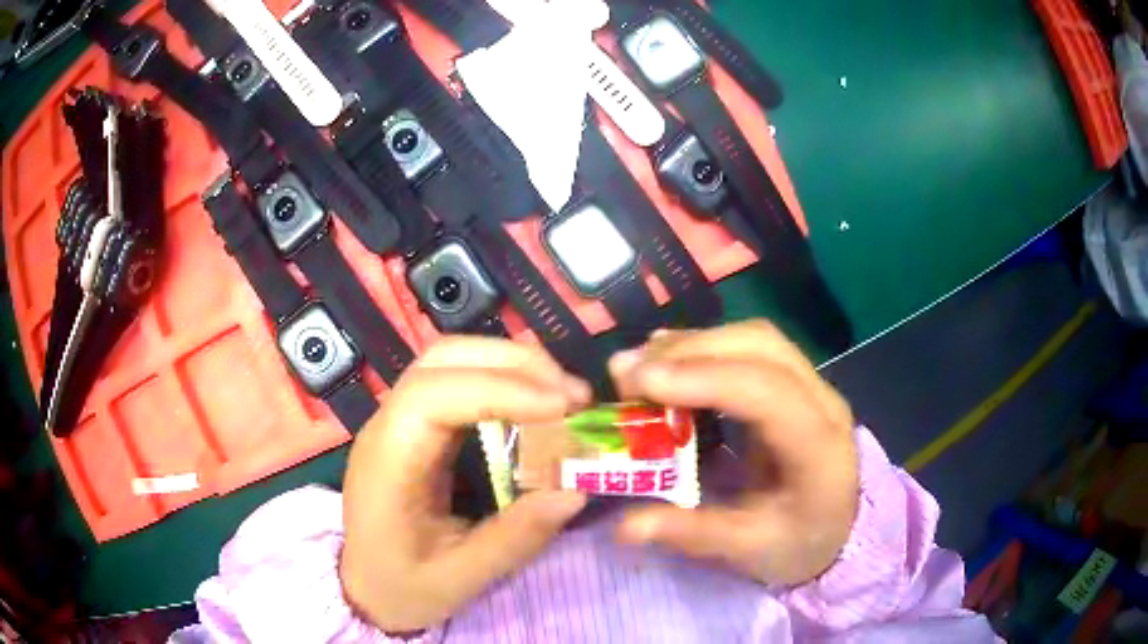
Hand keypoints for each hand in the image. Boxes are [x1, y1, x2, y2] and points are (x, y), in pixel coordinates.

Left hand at [340, 337, 591, 631]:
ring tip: (563, 395)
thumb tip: (575, 491)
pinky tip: (534, 404)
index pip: (434, 396)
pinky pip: (456, 382)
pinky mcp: (415, 426)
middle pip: (443, 359)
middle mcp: (387, 426)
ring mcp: (398, 420)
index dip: (500, 389)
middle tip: (574, 395)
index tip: (563, 407)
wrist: (365, 588)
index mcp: (388, 462)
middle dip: (513, 364)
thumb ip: (515, 538)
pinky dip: (501, 381)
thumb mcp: (461, 578)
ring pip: (450, 360)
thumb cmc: (403, 587)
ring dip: (510, 366)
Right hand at [610, 320, 857, 585]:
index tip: (639, 382)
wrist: (839, 527)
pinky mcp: (796, 382)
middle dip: (689, 351)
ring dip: (694, 344)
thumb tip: (625, 526)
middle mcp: (823, 401)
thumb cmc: (799, 542)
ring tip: (640, 366)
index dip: (703, 377)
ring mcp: (813, 385)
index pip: (768, 391)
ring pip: (754, 339)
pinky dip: (705, 349)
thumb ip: (692, 534)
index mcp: (819, 447)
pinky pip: (750, 349)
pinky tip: (670, 363)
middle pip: (760, 348)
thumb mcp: (749, 550)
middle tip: (627, 374)